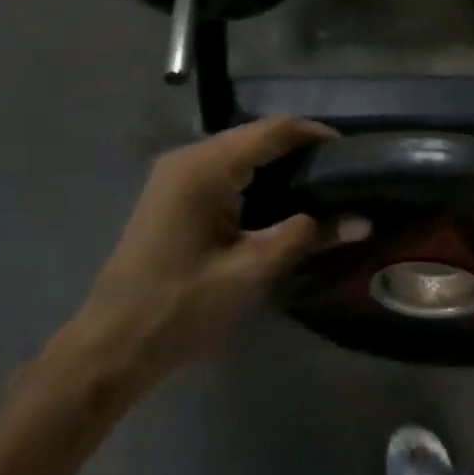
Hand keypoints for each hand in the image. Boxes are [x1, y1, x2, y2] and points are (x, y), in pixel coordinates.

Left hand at [48, 118, 333, 393]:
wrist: (112, 344)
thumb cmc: (180, 307)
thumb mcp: (250, 272)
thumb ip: (305, 237)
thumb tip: (360, 220)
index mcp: (205, 168)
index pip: (272, 130)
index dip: (315, 134)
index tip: (355, 153)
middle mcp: (187, 159)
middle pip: (255, 137)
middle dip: (300, 150)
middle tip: (344, 175)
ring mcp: (175, 177)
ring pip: (239, 154)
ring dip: (279, 166)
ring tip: (323, 188)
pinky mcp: (172, 197)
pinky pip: (223, 173)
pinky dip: (256, 181)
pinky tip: (281, 204)